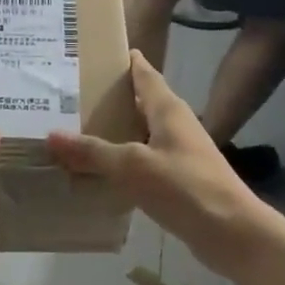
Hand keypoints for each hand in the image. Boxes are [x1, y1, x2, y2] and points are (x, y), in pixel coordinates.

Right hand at [47, 51, 268, 276]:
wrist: (232, 233)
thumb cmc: (185, 187)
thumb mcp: (132, 166)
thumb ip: (93, 151)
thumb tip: (52, 135)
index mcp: (168, 110)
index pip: (145, 74)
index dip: (126, 61)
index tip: (97, 52)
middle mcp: (175, 126)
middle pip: (140, 104)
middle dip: (110, 98)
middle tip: (70, 94)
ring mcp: (179, 154)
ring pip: (140, 134)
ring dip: (114, 132)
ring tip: (75, 130)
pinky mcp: (179, 180)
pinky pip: (143, 162)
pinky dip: (122, 161)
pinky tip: (99, 171)